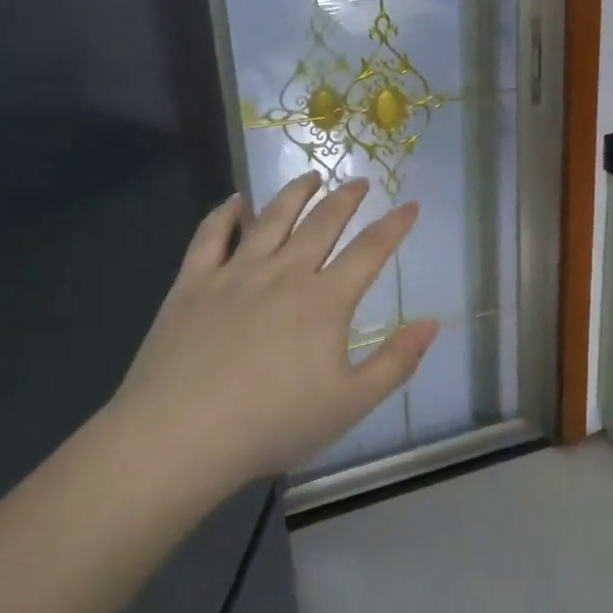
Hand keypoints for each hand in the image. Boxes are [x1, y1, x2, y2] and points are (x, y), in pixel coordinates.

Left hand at [112, 172, 436, 485]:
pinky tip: (235, 201)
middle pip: (322, 223)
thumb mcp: (350, 403)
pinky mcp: (193, 284)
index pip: (370, 250)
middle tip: (359, 180)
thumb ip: (396, 362)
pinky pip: (211, 236)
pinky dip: (225, 214)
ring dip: (295, 193)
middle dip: (346, 198)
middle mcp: (284, 273)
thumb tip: (432, 323)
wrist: (180, 436)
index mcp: (325, 300)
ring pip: (271, 218)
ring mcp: (235, 274)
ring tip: (311, 176)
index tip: (410, 204)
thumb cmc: (272, 424)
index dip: (394, 225)